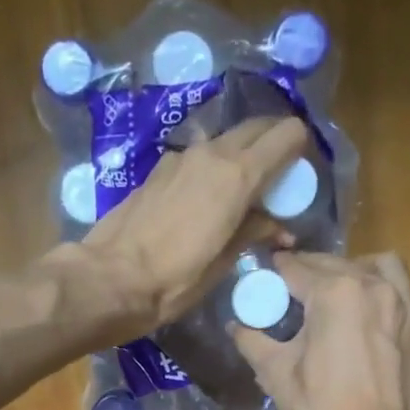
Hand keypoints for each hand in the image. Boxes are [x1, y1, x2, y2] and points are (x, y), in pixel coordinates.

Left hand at [45, 117, 309, 335]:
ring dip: (240, 158)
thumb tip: (278, 225)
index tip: (299, 175)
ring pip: (225, 142)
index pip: (286, 134)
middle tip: (276, 181)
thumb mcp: (222, 263)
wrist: (110, 279)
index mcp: (238, 174)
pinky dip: (211, 169)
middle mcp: (212, 153)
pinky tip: (204, 201)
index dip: (299, 149)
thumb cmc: (174, 280)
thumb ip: (253, 231)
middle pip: (256, 128)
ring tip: (240, 195)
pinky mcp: (157, 170)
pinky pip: (197, 159)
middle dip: (273, 146)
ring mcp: (180, 158)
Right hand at [231, 251, 409, 409]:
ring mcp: (407, 306)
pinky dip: (382, 301)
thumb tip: (237, 326)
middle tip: (293, 295)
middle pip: (336, 263)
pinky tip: (368, 328)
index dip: (274, 273)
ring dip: (355, 273)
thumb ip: (253, 341)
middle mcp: (375, 286)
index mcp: (335, 292)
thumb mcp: (276, 375)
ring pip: (380, 267)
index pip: (296, 267)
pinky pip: (403, 298)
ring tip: (340, 298)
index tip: (264, 279)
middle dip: (311, 273)